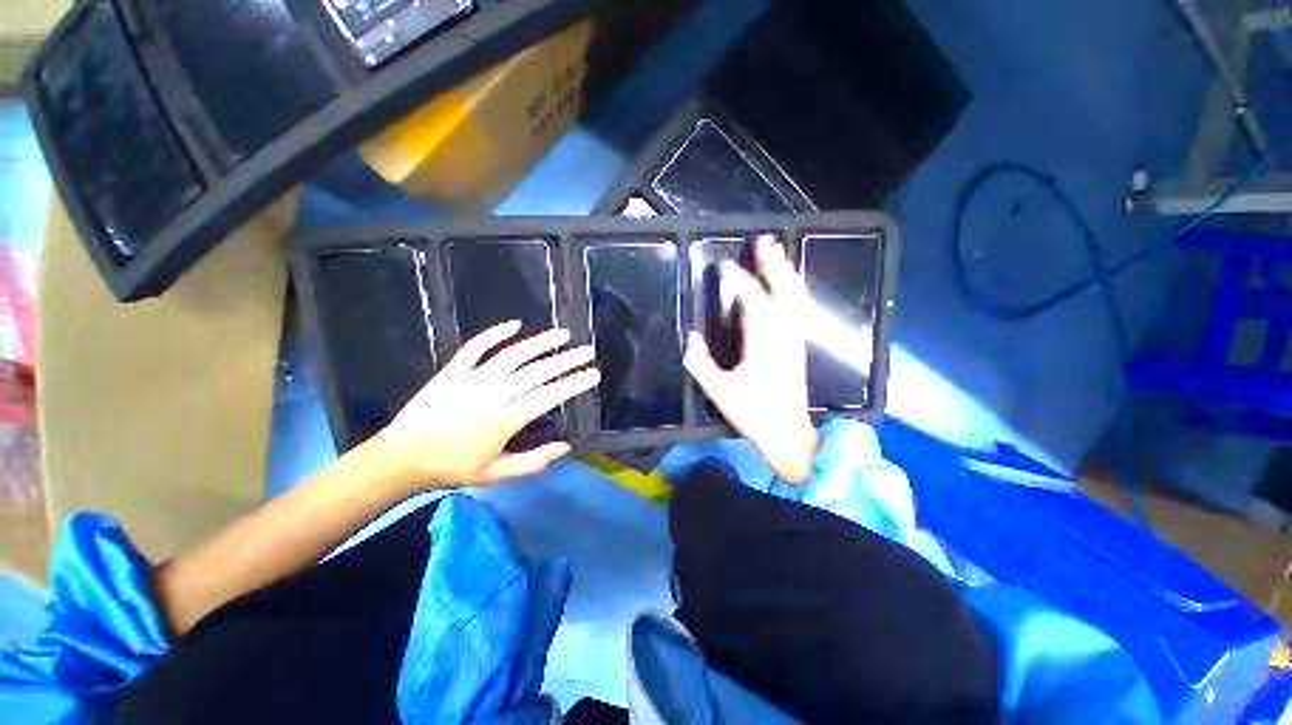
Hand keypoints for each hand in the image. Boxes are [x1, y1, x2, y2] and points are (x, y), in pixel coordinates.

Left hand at [375, 321, 599, 487]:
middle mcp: (492, 394)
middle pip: (536, 371)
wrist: (403, 457)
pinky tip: (515, 325)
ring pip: (513, 354)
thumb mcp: (497, 474)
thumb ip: (534, 462)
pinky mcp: (454, 369)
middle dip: (566, 360)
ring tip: (562, 334)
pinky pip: (477, 346)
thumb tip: (566, 446)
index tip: (593, 374)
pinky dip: (496, 333)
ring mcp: (472, 378)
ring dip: (540, 342)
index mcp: (504, 420)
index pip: (548, 396)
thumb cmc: (453, 467)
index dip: (573, 384)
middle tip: (587, 351)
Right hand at [684, 235, 818, 482]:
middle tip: (764, 241)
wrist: (788, 434)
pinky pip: (798, 309)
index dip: (740, 282)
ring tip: (777, 253)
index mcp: (764, 345)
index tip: (726, 266)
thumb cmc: (754, 414)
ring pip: (795, 298)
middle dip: (774, 265)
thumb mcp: (720, 392)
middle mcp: (784, 336)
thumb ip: (700, 364)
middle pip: (784, 292)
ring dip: (785, 273)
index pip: (754, 303)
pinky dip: (792, 290)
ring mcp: (795, 340)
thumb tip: (691, 337)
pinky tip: (787, 284)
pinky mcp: (798, 346)